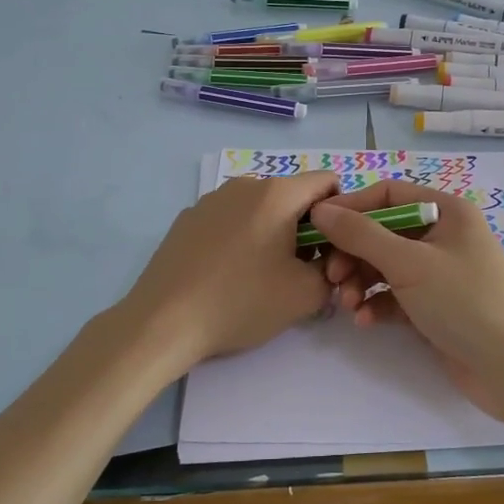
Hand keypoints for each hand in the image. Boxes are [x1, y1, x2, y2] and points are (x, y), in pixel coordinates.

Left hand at [118, 172, 339, 368]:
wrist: (164, 321)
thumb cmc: (241, 302)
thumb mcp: (306, 295)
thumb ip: (332, 271)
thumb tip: (325, 264)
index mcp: (277, 193)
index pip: (327, 182)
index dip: (339, 214)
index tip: (330, 250)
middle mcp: (244, 184)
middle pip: (292, 197)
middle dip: (305, 229)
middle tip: (298, 272)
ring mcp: (211, 200)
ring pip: (260, 209)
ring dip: (271, 234)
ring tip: (259, 277)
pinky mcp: (187, 219)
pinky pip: (230, 220)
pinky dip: (240, 239)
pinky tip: (225, 275)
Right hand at [309, 180, 503, 419]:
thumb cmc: (464, 301)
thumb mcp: (409, 263)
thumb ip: (360, 234)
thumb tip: (320, 209)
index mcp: (446, 211)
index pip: (388, 194)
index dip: (351, 207)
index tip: (316, 227)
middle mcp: (443, 236)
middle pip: (382, 232)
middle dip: (353, 253)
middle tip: (332, 277)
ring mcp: (440, 272)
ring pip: (385, 266)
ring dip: (361, 282)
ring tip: (348, 305)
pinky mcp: (435, 306)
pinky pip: (396, 295)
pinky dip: (378, 303)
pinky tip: (365, 321)